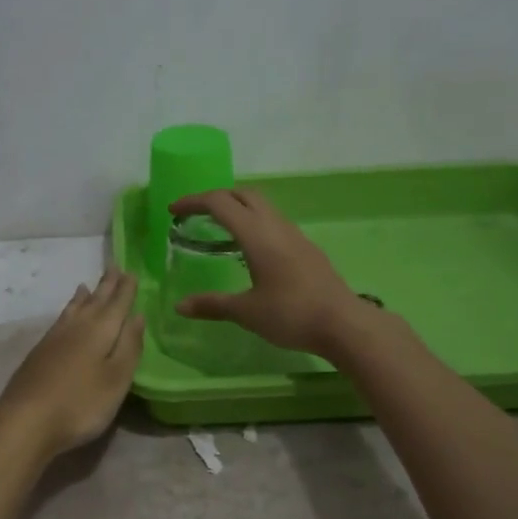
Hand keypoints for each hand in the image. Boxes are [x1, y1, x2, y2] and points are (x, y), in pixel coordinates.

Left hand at [0, 268, 144, 458]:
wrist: (26, 420)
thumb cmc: (81, 403)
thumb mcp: (117, 378)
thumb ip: (129, 346)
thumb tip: (138, 316)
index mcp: (100, 331)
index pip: (117, 304)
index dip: (125, 289)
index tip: (131, 271)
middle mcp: (77, 327)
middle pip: (95, 301)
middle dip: (106, 286)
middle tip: (113, 267)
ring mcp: (54, 339)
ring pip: (74, 310)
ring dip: (84, 297)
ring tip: (87, 286)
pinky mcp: (39, 353)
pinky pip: (60, 320)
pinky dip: (68, 311)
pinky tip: (66, 317)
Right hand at [168, 189, 369, 356]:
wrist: (343, 324)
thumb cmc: (291, 314)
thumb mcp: (246, 312)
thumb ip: (212, 305)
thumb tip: (180, 306)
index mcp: (257, 234)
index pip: (220, 202)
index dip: (194, 201)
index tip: (173, 210)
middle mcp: (276, 226)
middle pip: (243, 195)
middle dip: (217, 198)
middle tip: (196, 215)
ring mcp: (295, 235)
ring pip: (263, 207)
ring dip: (238, 208)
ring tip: (219, 230)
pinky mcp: (306, 248)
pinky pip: (274, 223)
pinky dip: (254, 223)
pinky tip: (250, 250)